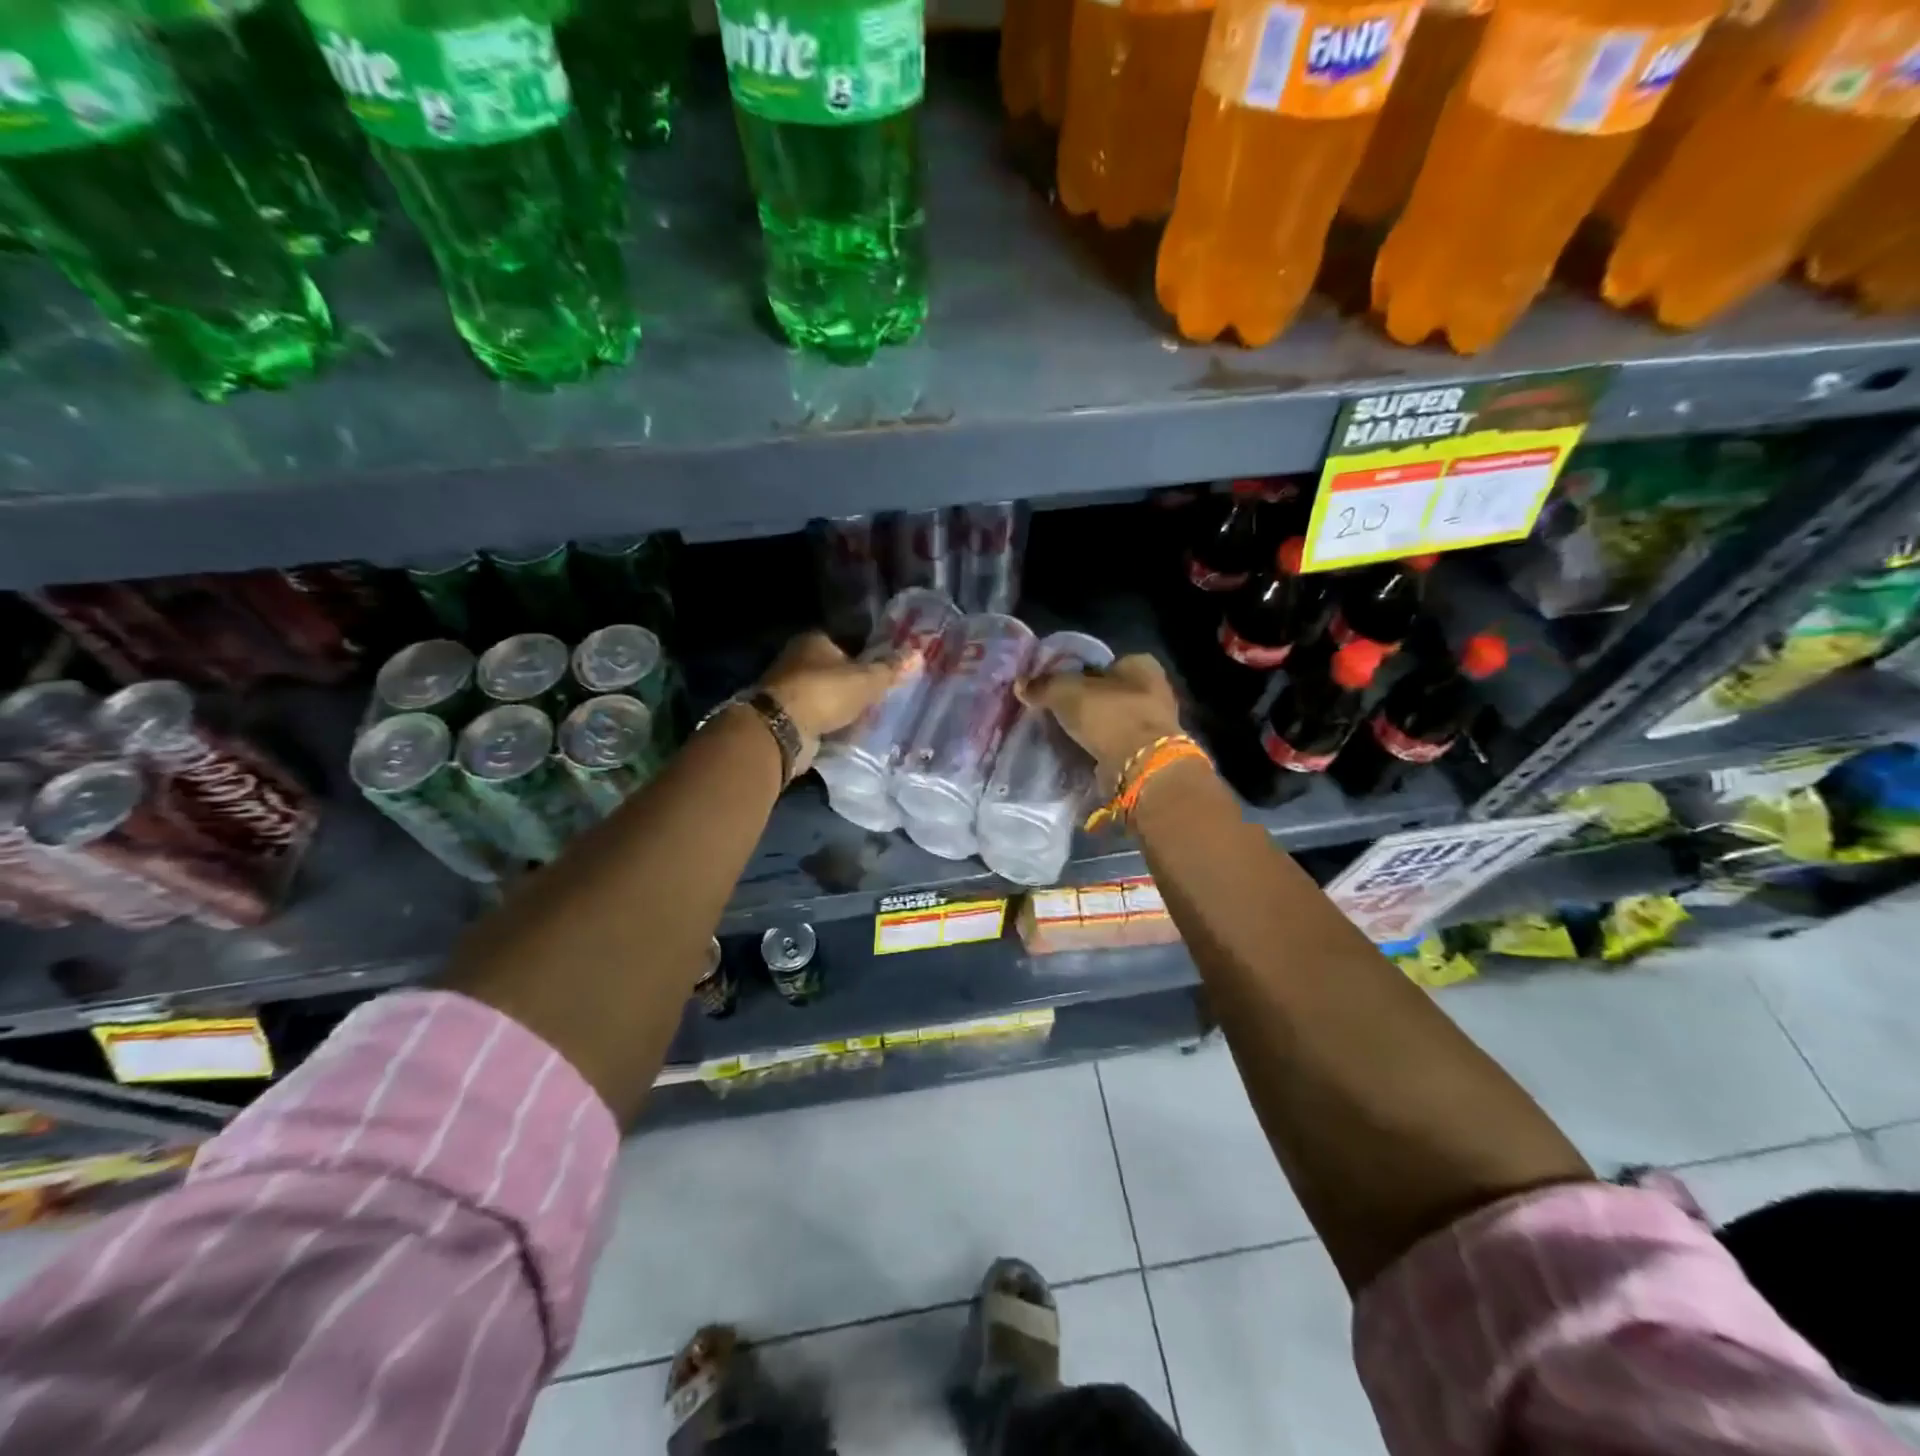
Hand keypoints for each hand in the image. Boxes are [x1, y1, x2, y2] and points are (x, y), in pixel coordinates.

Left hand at [757, 630, 915, 773]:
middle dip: (854, 684)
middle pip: (835, 670)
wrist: (781, 729)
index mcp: (814, 640)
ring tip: (868, 718)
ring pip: (825, 695)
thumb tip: (919, 653)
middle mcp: (797, 659)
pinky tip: (847, 732)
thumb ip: (891, 669)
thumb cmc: (825, 693)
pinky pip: (816, 716)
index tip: (884, 673)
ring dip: (841, 706)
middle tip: (880, 698)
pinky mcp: (785, 715)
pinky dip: (829, 723)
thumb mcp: (866, 680)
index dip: (867, 657)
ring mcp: (788, 688)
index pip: (848, 643)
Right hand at [1019, 653, 1184, 790]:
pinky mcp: (1149, 752)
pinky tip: (1080, 752)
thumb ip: (1044, 685)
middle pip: (1109, 692)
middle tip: (1058, 712)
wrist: (1140, 766)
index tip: (1058, 688)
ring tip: (1064, 734)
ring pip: (1113, 719)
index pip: (1104, 663)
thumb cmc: (1109, 715)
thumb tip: (1021, 684)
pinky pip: (1117, 743)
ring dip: (1094, 727)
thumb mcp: (1066, 692)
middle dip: (1087, 702)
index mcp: (1141, 664)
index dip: (1079, 673)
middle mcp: (1154, 689)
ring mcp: (1154, 723)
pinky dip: (1101, 747)